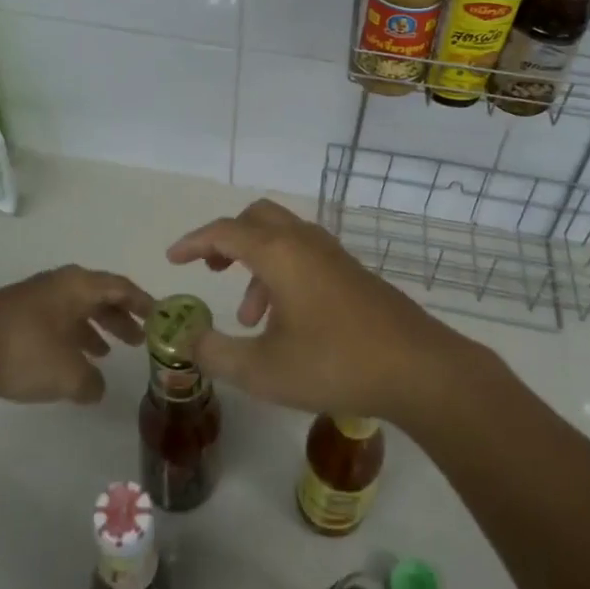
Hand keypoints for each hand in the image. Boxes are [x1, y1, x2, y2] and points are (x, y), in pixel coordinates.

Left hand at [0, 266, 153, 404]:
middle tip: (137, 339)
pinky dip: (69, 336)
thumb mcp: (67, 374)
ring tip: (105, 352)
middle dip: (119, 317)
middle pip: (98, 296)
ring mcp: (33, 297)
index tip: (160, 316)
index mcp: (78, 286)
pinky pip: (54, 320)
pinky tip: (66, 360)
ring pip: (74, 309)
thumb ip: (91, 382)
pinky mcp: (13, 315)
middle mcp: (59, 284)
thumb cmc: (25, 351)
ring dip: (93, 328)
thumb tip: (96, 387)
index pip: (120, 287)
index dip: (142, 302)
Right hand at [165, 200, 476, 425]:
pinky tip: (285, 322)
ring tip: (248, 318)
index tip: (172, 259)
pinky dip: (282, 273)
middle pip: (256, 217)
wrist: (417, 368)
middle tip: (212, 270)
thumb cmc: (334, 363)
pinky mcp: (352, 271)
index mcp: (279, 252)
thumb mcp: (262, 370)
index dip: (194, 242)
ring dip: (255, 264)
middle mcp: (304, 241)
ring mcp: (332, 254)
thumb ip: (215, 353)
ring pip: (282, 238)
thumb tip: (187, 338)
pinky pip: (304, 254)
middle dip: (227, 239)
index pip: (225, 231)